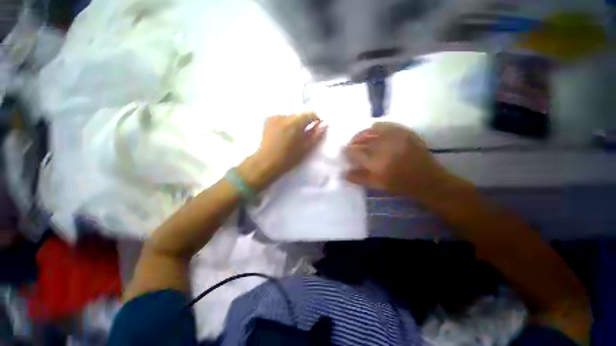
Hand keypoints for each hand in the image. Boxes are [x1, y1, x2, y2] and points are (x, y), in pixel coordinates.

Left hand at [240, 112, 326, 188]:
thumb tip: (324, 126)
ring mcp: (274, 117)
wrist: (265, 162)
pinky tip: (282, 135)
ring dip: (294, 124)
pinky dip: (285, 125)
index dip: (316, 120)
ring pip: (290, 117)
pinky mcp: (267, 120)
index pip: (311, 114)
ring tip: (292, 137)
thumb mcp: (304, 149)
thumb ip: (315, 136)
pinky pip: (282, 119)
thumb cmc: (287, 159)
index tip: (316, 128)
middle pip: (299, 115)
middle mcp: (284, 116)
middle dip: (303, 123)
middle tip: (303, 136)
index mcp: (294, 123)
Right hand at [344, 122, 452, 199]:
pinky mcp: (404, 132)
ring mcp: (395, 137)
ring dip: (362, 133)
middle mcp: (383, 146)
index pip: (354, 152)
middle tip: (351, 144)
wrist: (427, 179)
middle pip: (361, 139)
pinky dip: (376, 127)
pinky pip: (386, 124)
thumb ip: (359, 178)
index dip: (347, 151)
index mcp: (376, 161)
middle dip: (353, 141)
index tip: (344, 151)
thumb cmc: (400, 184)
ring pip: (371, 130)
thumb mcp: (377, 184)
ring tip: (360, 138)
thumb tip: (344, 173)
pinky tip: (373, 130)